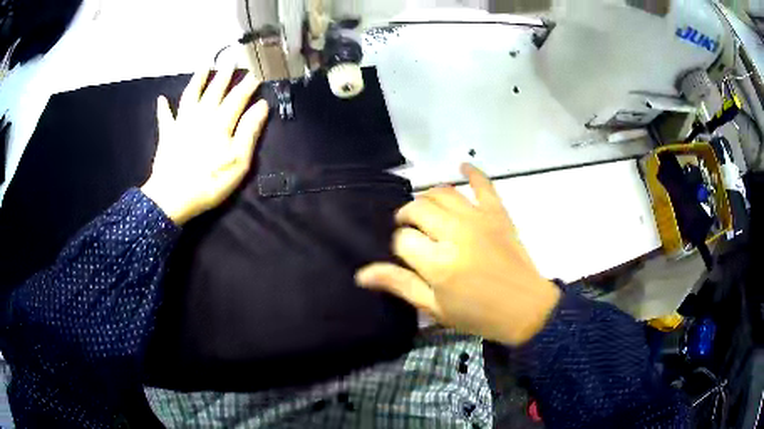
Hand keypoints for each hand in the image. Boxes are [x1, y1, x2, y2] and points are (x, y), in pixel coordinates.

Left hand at [141, 67, 268, 224]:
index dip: (248, 85)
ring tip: (204, 66)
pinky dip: (163, 108)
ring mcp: (182, 124)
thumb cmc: (210, 181)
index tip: (257, 73)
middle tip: (232, 60)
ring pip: (191, 95)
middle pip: (214, 91)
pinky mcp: (167, 135)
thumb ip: (249, 131)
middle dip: (225, 75)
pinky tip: (161, 99)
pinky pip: (165, 118)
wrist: (173, 197)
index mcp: (221, 122)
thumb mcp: (239, 161)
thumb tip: (262, 105)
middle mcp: (201, 116)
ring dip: (197, 80)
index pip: (237, 98)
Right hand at [356, 164, 560, 345]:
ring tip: (425, 212)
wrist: (524, 309)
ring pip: (442, 193)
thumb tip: (361, 273)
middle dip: (407, 218)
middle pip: (418, 209)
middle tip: (410, 231)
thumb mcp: (434, 307)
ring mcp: (479, 219)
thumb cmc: (477, 314)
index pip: (402, 239)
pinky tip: (461, 166)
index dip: (398, 245)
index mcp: (438, 262)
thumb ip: (400, 284)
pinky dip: (472, 173)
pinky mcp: (498, 214)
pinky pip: (483, 185)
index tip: (407, 256)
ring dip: (427, 198)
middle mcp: (455, 233)